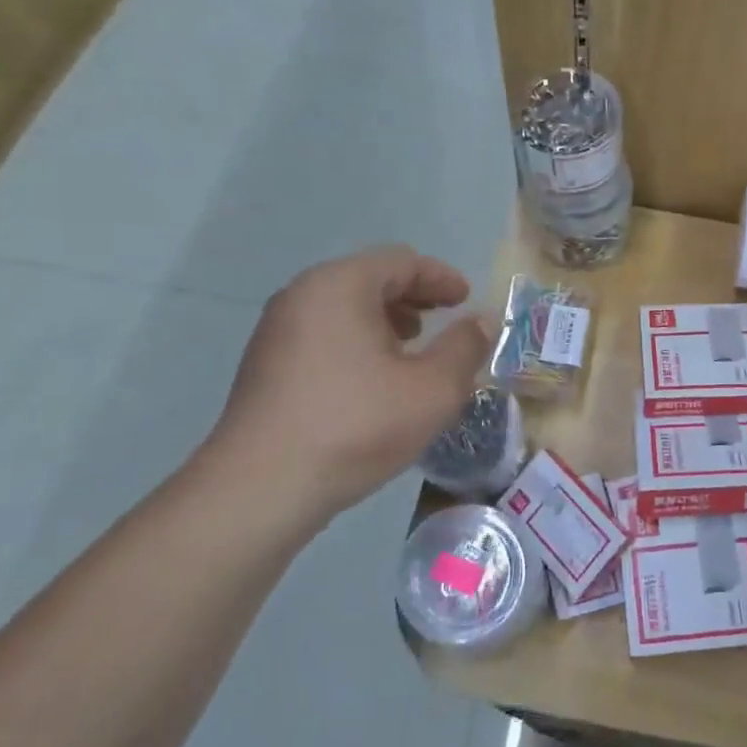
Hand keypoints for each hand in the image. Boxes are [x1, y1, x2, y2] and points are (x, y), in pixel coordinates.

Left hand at [207, 247, 492, 518]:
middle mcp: (302, 295)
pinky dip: (357, 342)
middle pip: (368, 279)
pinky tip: (374, 380)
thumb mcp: (433, 388)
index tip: (467, 300)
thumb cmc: (358, 425)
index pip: (401, 261)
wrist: (264, 485)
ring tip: (412, 351)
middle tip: (443, 322)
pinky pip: (324, 335)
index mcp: (340, 285)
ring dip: (384, 322)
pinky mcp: (266, 365)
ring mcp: (277, 330)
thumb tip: (482, 321)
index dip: (441, 278)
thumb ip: (465, 347)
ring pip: (344, 309)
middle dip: (413, 298)